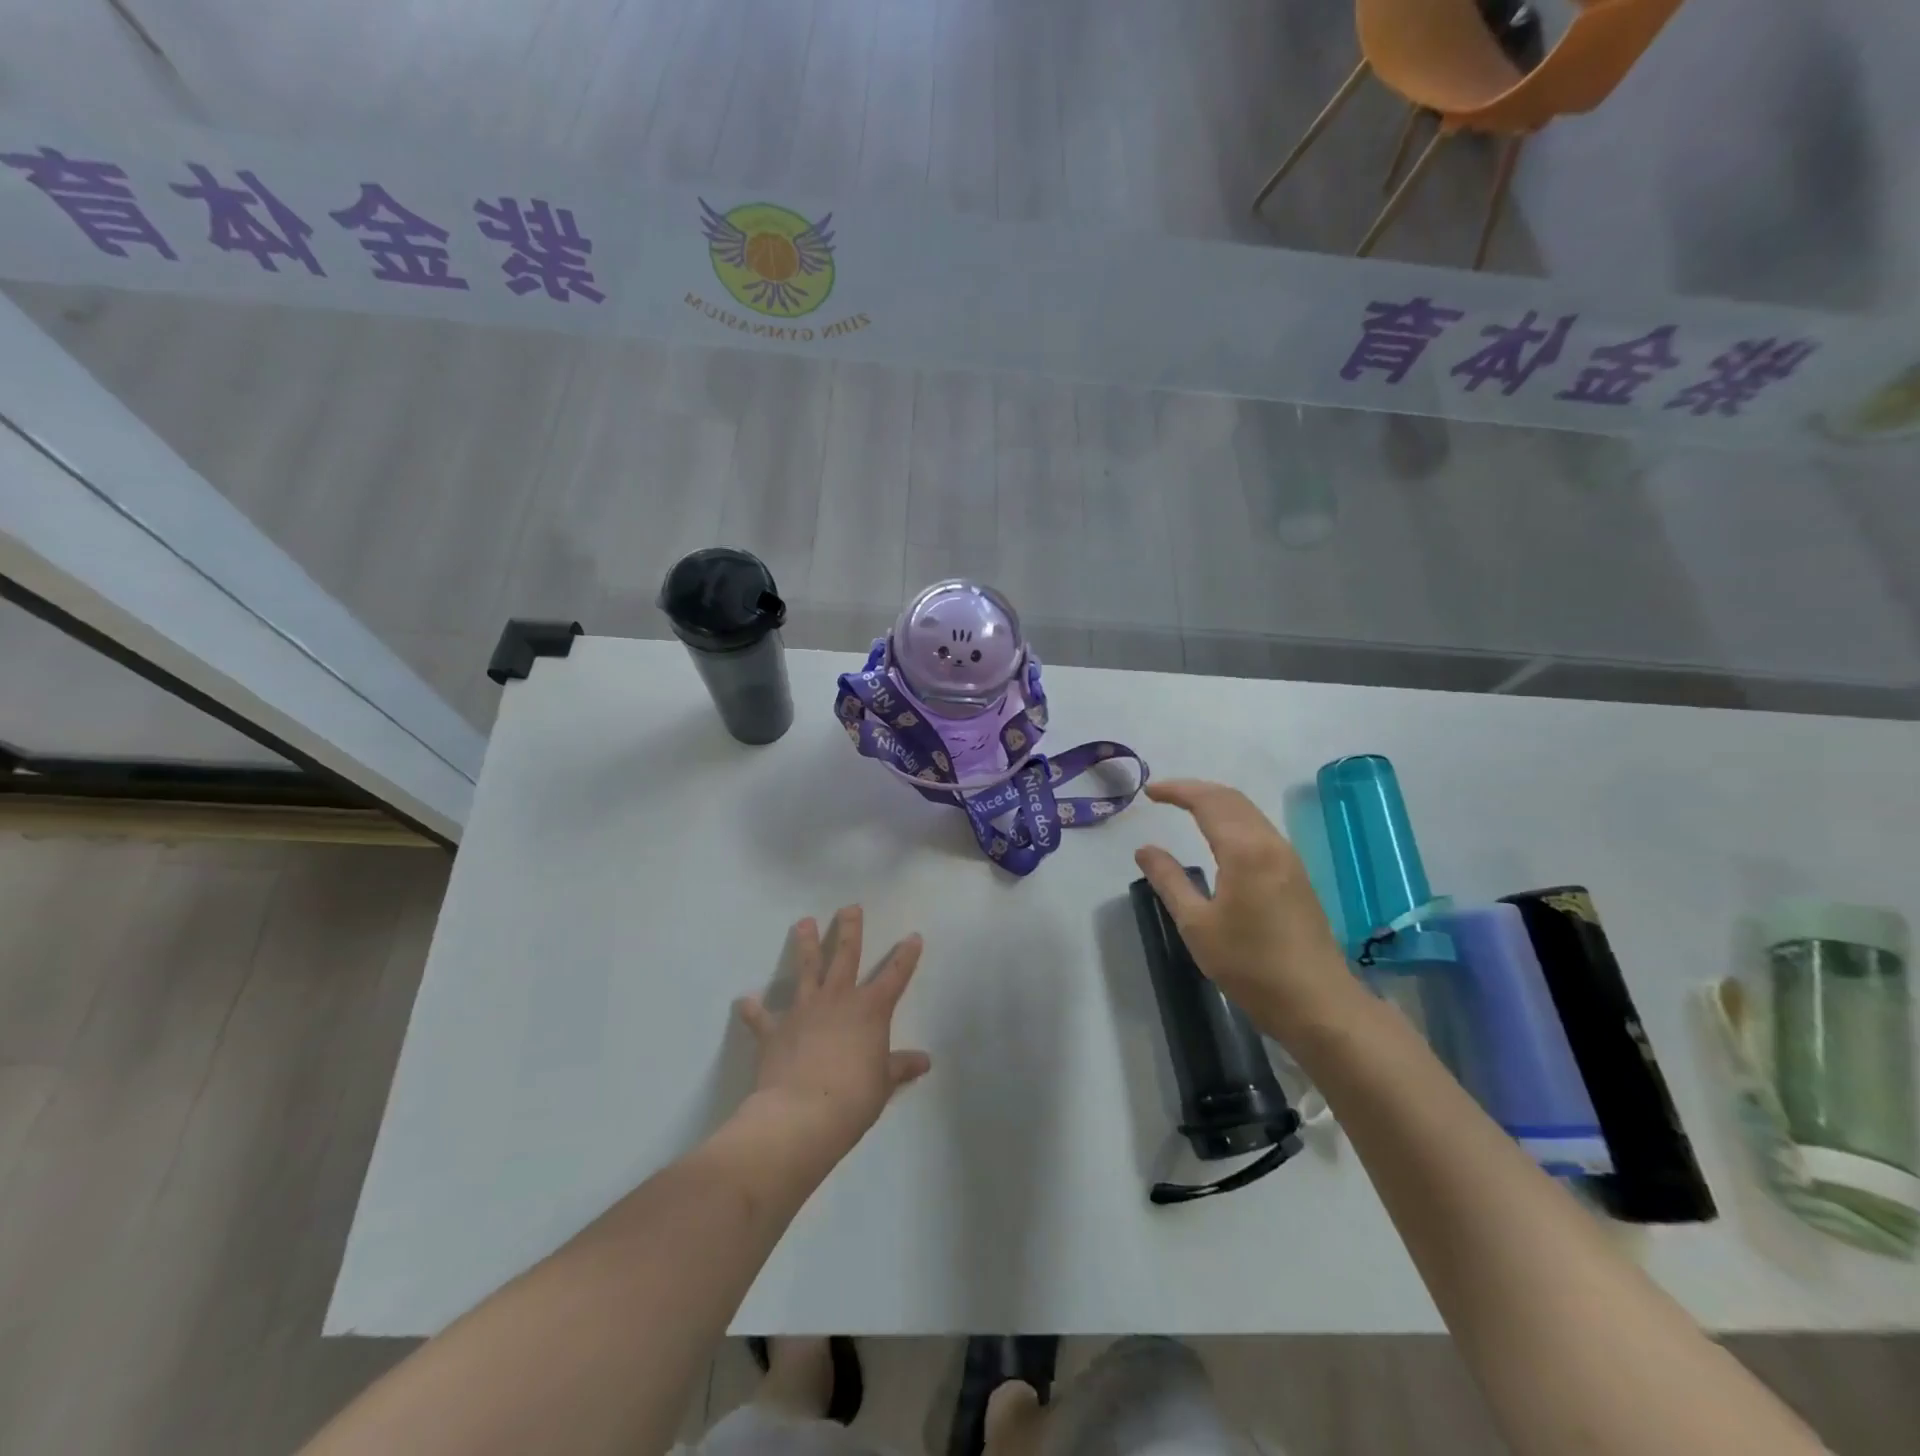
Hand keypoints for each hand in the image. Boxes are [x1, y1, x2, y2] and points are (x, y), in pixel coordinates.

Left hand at [735, 906, 931, 1163]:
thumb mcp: (883, 1083)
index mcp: (870, 1010)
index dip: (906, 956)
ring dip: (805, 944)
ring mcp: (803, 1010)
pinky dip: (753, 1010)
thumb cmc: (854, 1098)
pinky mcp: (774, 1030)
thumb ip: (899, 1067)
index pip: (895, 976)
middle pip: (846, 955)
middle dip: (850, 930)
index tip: (913, 936)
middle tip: (849, 907)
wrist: (801, 1115)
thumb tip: (924, 1061)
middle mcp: (838, 1000)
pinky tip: (744, 1002)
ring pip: (806, 969)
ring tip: (803, 922)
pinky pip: (761, 1017)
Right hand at [1134, 779, 1359, 1042]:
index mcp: (1245, 850)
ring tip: (1186, 809)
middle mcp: (1270, 844)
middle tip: (1163, 794)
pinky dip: (1232, 820)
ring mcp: (1288, 859)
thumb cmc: (1249, 964)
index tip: (1149, 792)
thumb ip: (1169, 880)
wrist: (1316, 1002)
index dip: (1177, 791)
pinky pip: (1259, 830)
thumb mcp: (1197, 924)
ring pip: (1249, 813)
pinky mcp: (1296, 876)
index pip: (1208, 802)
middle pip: (1232, 799)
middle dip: (1196, 790)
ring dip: (1216, 803)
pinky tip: (1219, 838)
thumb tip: (1145, 849)